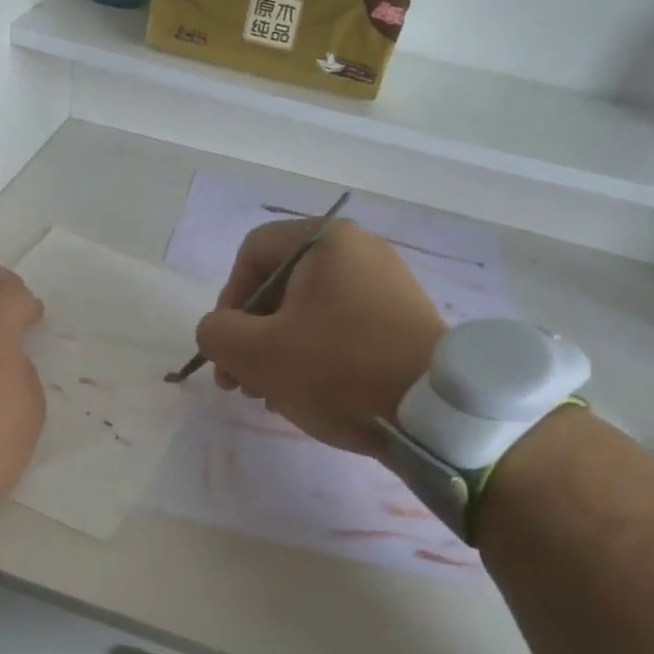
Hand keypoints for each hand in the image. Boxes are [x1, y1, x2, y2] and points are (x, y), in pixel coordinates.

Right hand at [194, 221, 444, 455]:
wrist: (436, 412)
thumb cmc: (339, 369)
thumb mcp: (258, 354)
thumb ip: (217, 333)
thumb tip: (217, 330)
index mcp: (325, 241)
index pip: (253, 253)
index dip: (228, 299)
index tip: (229, 346)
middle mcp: (360, 251)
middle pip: (280, 285)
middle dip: (251, 335)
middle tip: (240, 382)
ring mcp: (387, 285)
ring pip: (309, 312)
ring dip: (278, 351)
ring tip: (270, 396)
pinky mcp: (402, 320)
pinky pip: (342, 328)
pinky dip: (316, 356)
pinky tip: (308, 394)